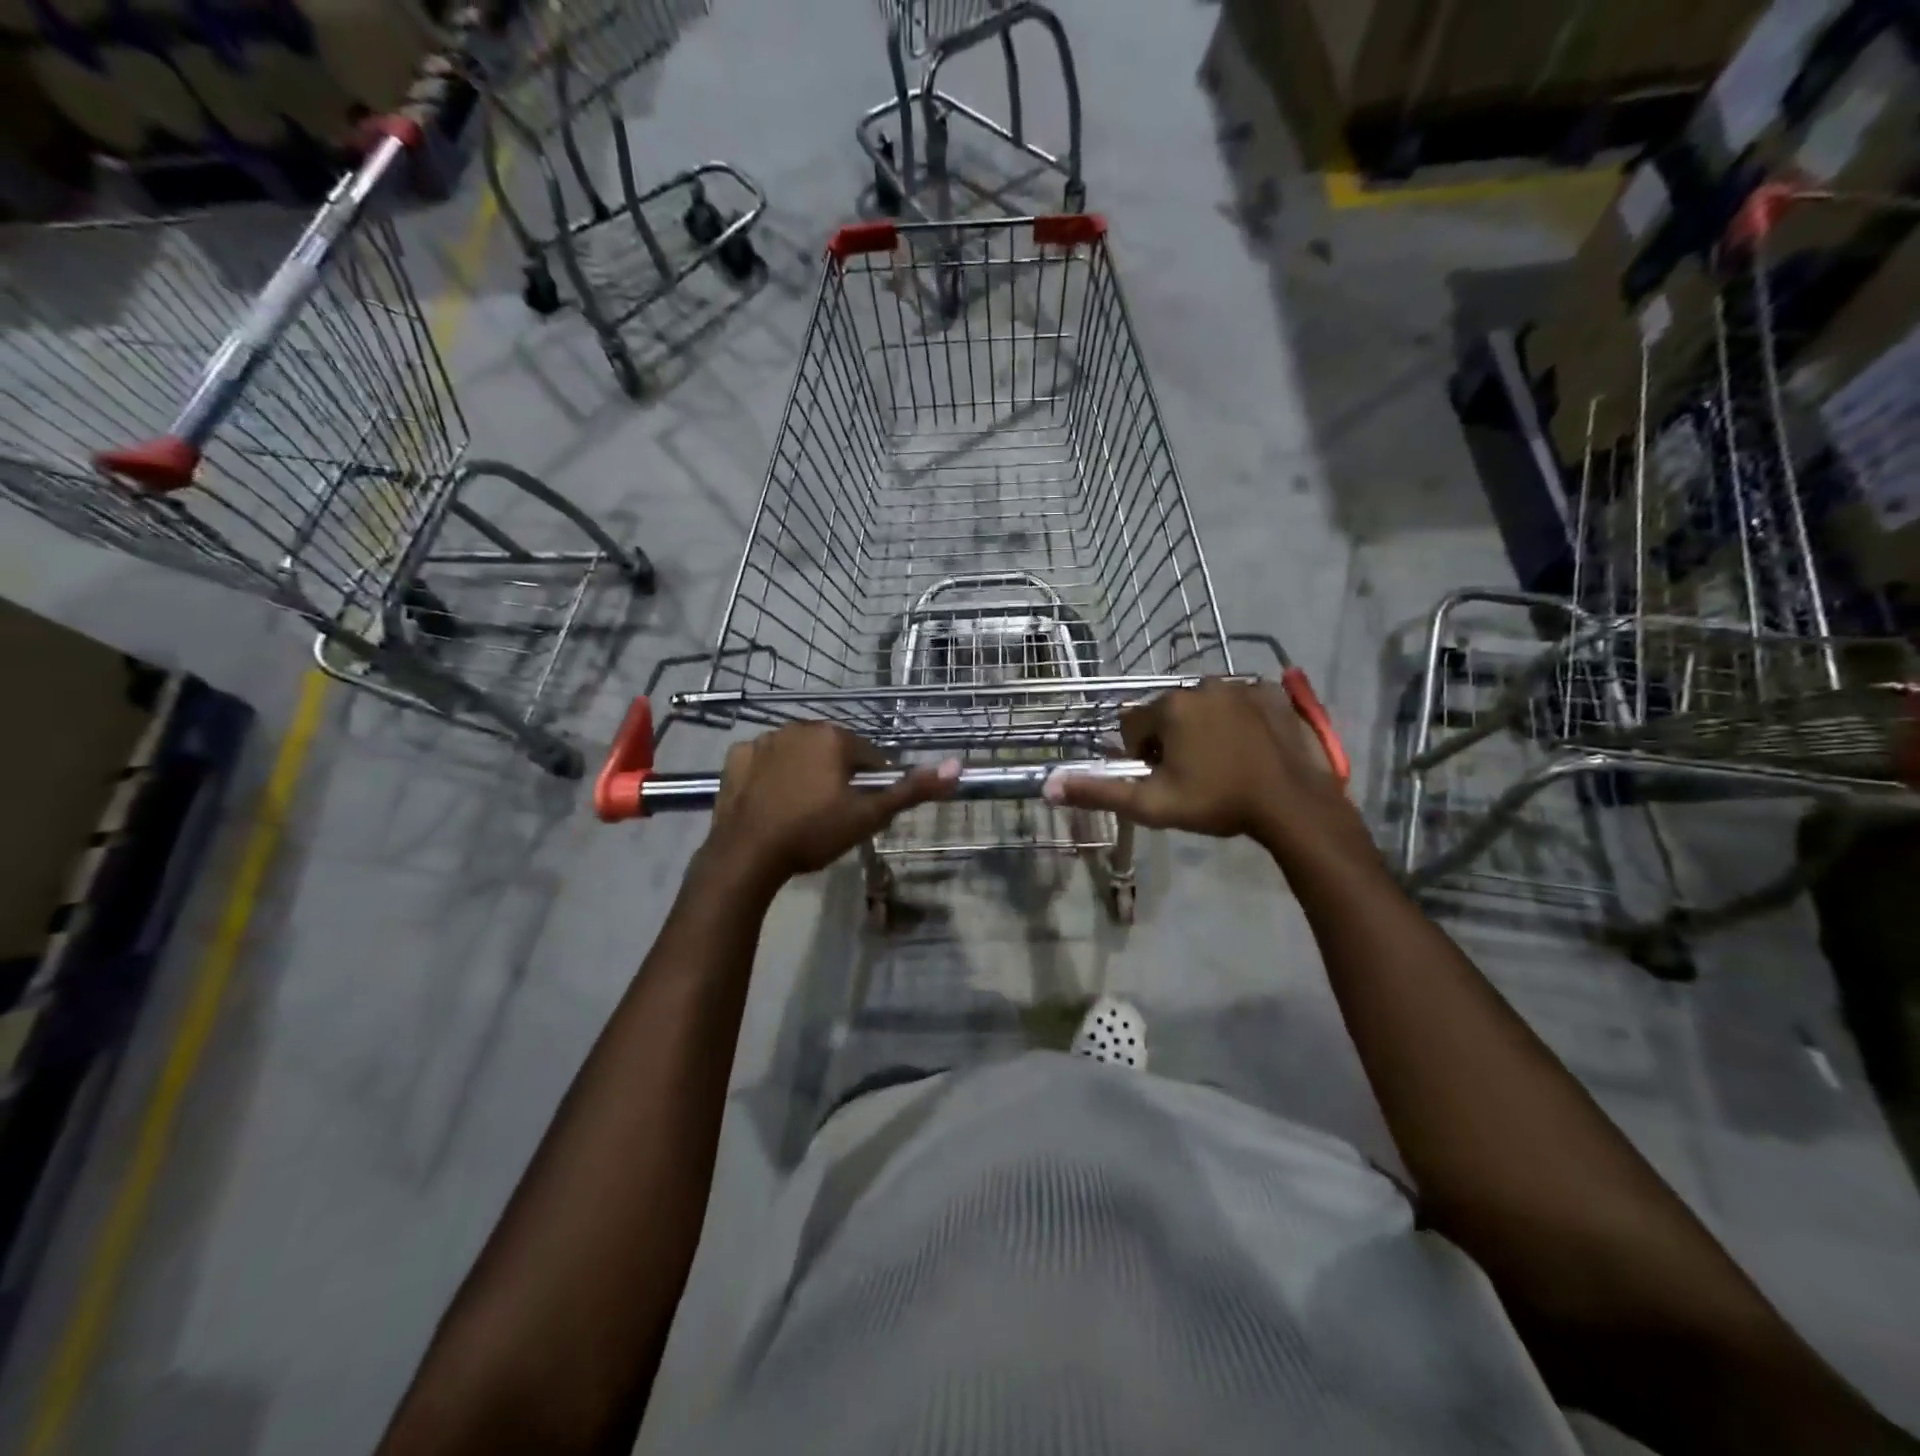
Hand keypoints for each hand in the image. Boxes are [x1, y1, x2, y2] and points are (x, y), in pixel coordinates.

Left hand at [704, 723, 957, 888]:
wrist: (748, 855)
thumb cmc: (814, 832)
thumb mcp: (869, 815)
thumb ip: (912, 790)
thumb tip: (957, 766)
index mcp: (833, 737)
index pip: (868, 756)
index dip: (870, 785)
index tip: (862, 811)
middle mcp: (798, 727)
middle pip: (832, 751)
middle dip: (838, 776)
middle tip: (834, 814)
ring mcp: (763, 740)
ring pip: (798, 754)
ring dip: (806, 772)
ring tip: (803, 811)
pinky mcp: (736, 758)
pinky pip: (763, 760)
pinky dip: (770, 774)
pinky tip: (772, 800)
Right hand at [1044, 678, 1357, 854]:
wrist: (1292, 806)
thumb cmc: (1217, 803)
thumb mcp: (1152, 804)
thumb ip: (1099, 792)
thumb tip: (1048, 786)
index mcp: (1170, 707)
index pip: (1133, 723)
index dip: (1142, 754)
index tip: (1163, 777)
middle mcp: (1202, 684)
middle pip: (1168, 712)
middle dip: (1171, 739)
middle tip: (1192, 775)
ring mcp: (1241, 685)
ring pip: (1204, 705)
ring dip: (1203, 728)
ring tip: (1223, 764)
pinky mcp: (1273, 693)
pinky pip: (1241, 701)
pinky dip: (1239, 719)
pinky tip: (1250, 747)